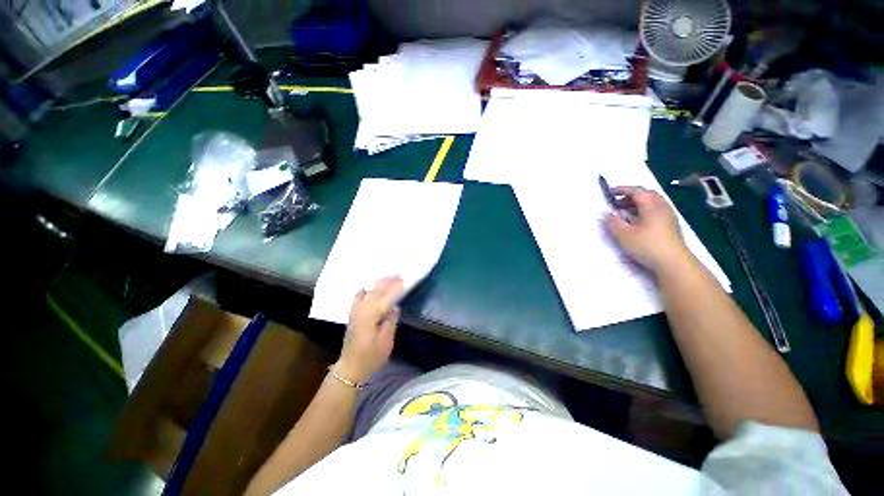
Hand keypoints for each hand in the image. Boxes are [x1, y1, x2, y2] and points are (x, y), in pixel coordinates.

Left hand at [335, 276, 403, 384]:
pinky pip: (356, 300)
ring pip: (367, 294)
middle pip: (376, 293)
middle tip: (397, 273)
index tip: (403, 280)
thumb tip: (395, 308)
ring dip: (377, 284)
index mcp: (372, 318)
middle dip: (387, 282)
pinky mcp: (353, 317)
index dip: (395, 289)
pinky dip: (361, 292)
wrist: (350, 368)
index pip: (386, 299)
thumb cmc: (371, 357)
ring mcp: (356, 314)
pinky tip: (365, 288)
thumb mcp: (385, 343)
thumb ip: (390, 323)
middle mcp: (362, 312)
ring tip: (386, 276)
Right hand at [605, 187, 690, 271]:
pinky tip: (637, 221)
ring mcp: (668, 216)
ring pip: (652, 203)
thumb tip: (608, 214)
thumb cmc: (647, 245)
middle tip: (616, 203)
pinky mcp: (670, 225)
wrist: (673, 262)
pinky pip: (656, 210)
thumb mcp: (624, 235)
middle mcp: (662, 206)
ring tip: (624, 212)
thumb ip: (613, 222)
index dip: (622, 190)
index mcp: (651, 205)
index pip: (636, 191)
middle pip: (646, 194)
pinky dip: (644, 210)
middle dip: (630, 196)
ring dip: (637, 204)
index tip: (610, 192)